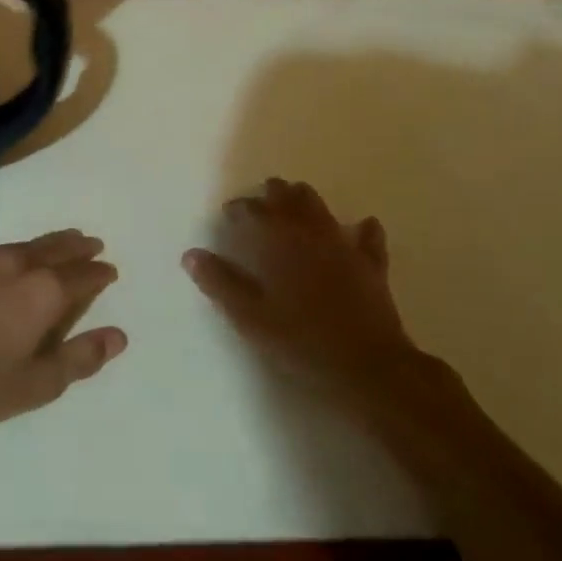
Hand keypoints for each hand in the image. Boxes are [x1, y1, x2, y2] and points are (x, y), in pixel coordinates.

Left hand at [0, 230, 125, 433]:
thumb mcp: (37, 384)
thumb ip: (80, 357)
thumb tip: (118, 336)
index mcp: (42, 292)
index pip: (82, 276)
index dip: (99, 274)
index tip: (110, 271)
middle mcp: (15, 266)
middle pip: (55, 249)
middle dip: (77, 247)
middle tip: (92, 245)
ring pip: (25, 245)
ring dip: (48, 244)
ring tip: (62, 243)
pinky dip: (17, 252)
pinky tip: (11, 262)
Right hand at [184, 179, 441, 401]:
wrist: (367, 366)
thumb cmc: (301, 341)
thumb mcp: (250, 317)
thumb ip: (220, 283)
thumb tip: (191, 254)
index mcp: (280, 243)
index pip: (255, 211)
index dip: (240, 208)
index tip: (229, 212)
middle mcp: (311, 234)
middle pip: (291, 199)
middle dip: (274, 194)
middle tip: (262, 198)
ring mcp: (345, 247)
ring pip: (323, 210)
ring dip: (306, 201)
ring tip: (296, 200)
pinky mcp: (371, 265)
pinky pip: (367, 238)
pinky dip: (361, 229)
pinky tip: (363, 225)